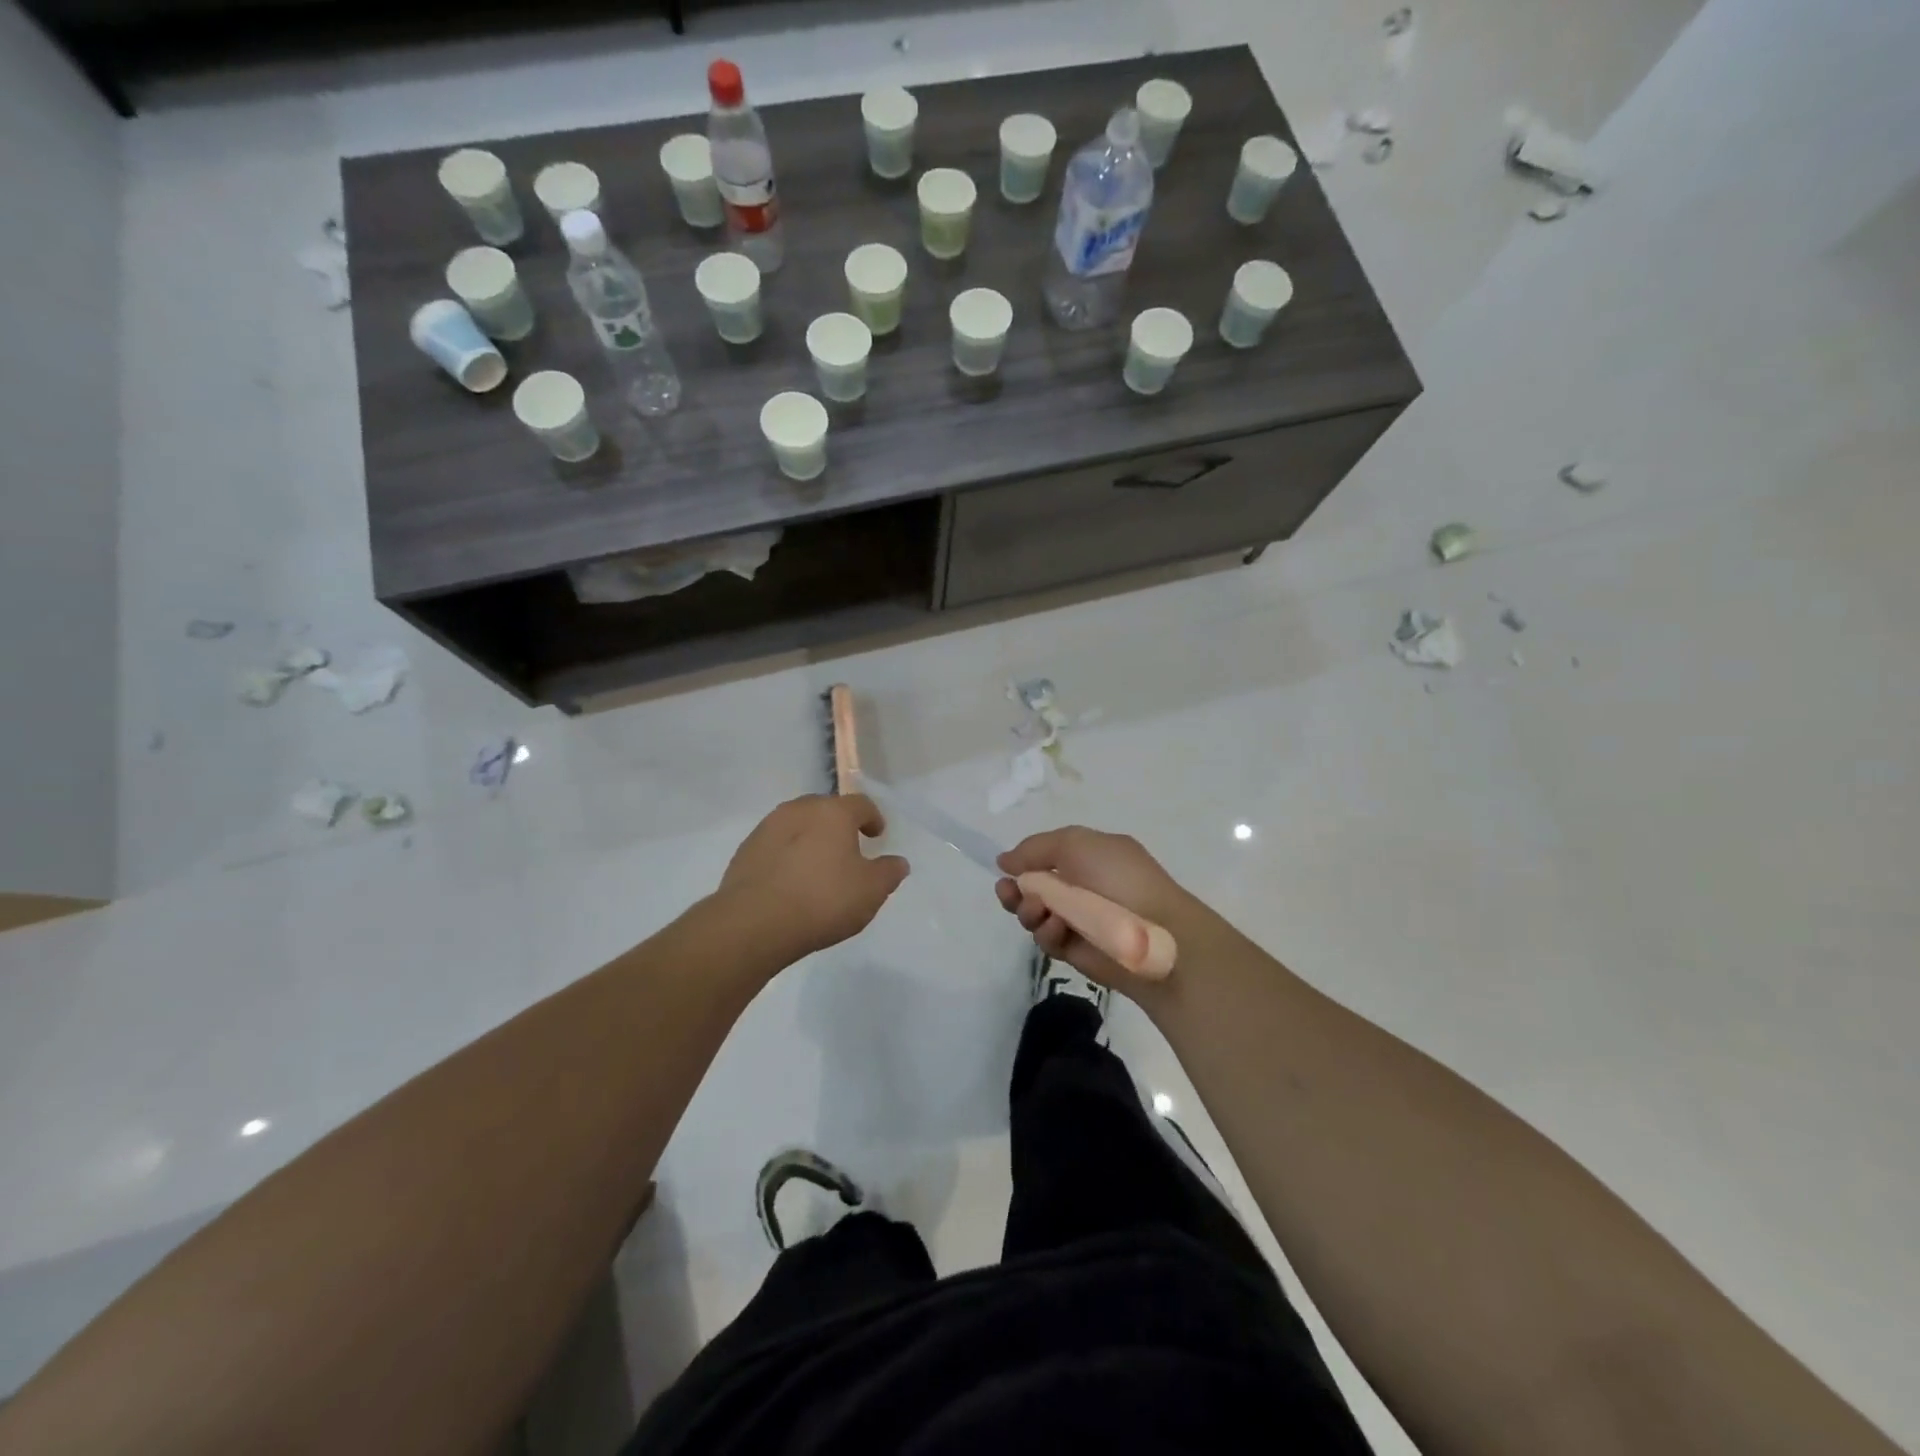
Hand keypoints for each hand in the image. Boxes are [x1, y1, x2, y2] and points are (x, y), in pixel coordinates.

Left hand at [719, 795, 908, 962]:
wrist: (754, 923)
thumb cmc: (822, 900)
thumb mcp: (870, 891)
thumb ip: (889, 873)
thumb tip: (898, 862)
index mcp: (833, 812)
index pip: (861, 804)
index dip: (873, 818)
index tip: (876, 835)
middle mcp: (799, 810)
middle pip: (825, 809)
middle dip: (839, 826)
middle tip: (848, 850)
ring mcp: (767, 828)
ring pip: (797, 826)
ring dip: (810, 839)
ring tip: (817, 867)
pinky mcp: (745, 851)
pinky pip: (775, 846)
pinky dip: (787, 856)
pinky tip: (790, 882)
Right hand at [995, 827, 1203, 991]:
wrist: (1153, 933)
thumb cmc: (1119, 879)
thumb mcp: (1075, 843)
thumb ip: (1035, 848)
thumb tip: (1004, 861)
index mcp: (1088, 857)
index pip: (1045, 857)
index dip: (1023, 862)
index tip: (1005, 868)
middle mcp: (1081, 887)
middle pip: (1032, 888)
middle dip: (1015, 890)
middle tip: (1008, 893)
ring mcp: (1078, 920)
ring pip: (1034, 914)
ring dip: (1029, 910)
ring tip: (1039, 910)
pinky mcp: (1075, 950)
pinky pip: (1047, 939)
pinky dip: (1047, 932)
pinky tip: (1056, 928)